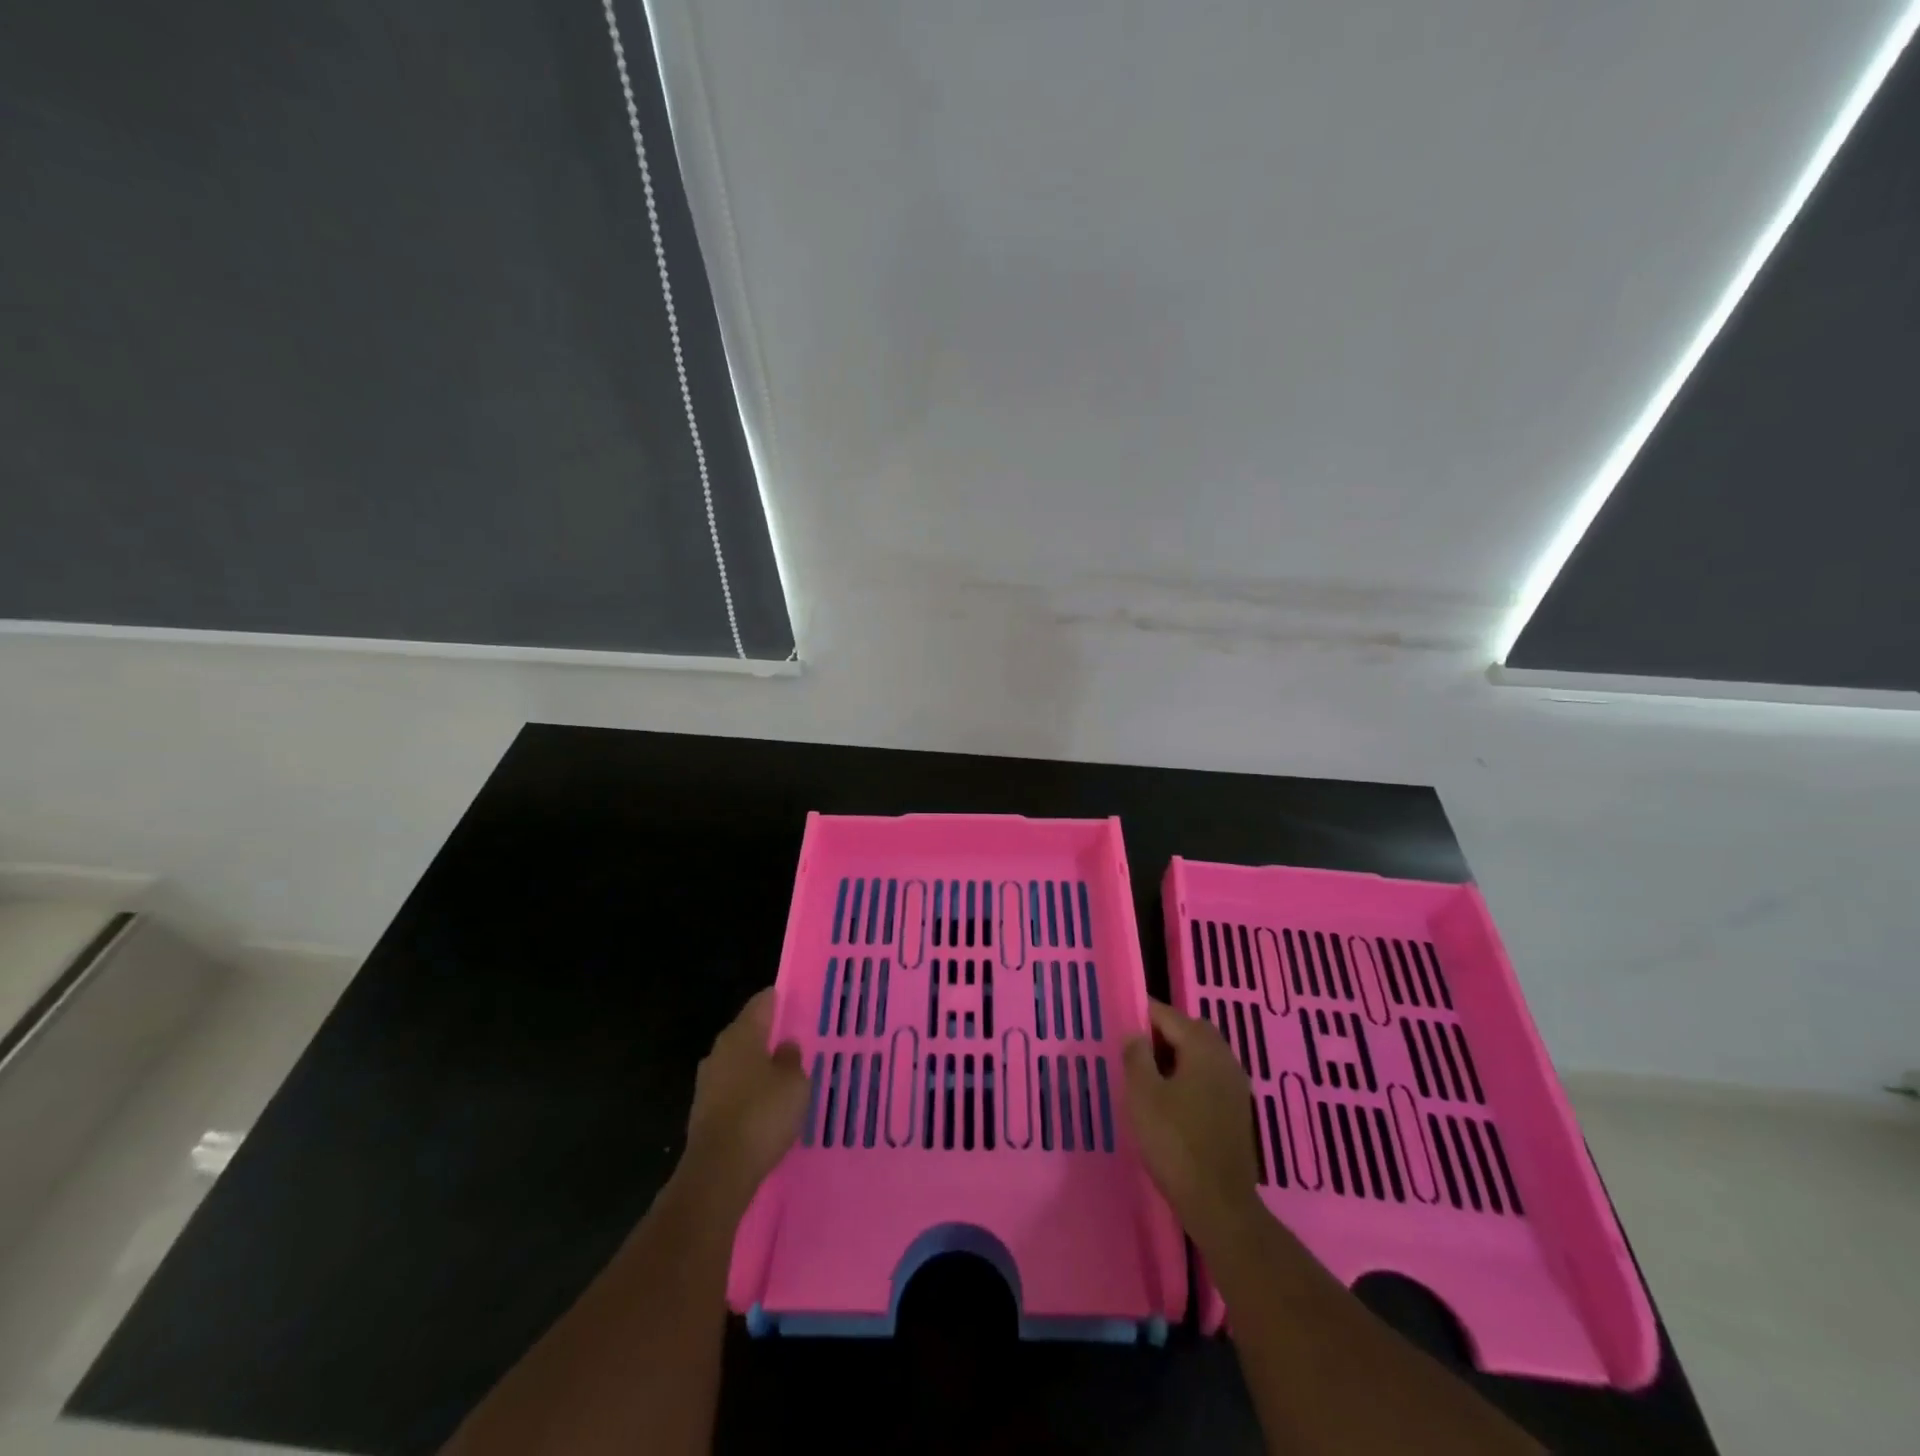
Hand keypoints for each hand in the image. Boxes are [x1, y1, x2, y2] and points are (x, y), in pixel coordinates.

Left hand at [677, 988, 808, 1218]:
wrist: (718, 1172)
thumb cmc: (762, 1115)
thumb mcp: (794, 1083)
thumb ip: (792, 1059)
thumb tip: (785, 1045)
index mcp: (741, 1034)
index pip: (761, 1003)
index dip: (779, 999)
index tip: (796, 1001)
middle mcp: (719, 1051)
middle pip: (747, 1032)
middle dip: (769, 1036)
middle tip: (795, 1041)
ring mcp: (707, 1082)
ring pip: (738, 1063)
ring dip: (757, 1067)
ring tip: (783, 1076)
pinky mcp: (703, 1112)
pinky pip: (732, 1090)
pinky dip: (747, 1092)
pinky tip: (764, 1106)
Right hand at [1122, 999, 1262, 1247]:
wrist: (1219, 1203)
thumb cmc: (1174, 1142)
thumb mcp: (1142, 1095)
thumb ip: (1136, 1056)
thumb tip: (1135, 1033)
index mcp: (1202, 1048)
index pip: (1169, 1016)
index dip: (1143, 1015)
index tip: (1121, 1023)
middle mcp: (1225, 1058)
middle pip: (1192, 1030)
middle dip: (1164, 1033)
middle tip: (1137, 1050)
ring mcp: (1236, 1086)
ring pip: (1204, 1054)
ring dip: (1179, 1055)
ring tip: (1151, 1075)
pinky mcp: (1239, 1110)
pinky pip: (1212, 1076)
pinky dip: (1192, 1075)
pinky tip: (1173, 1099)